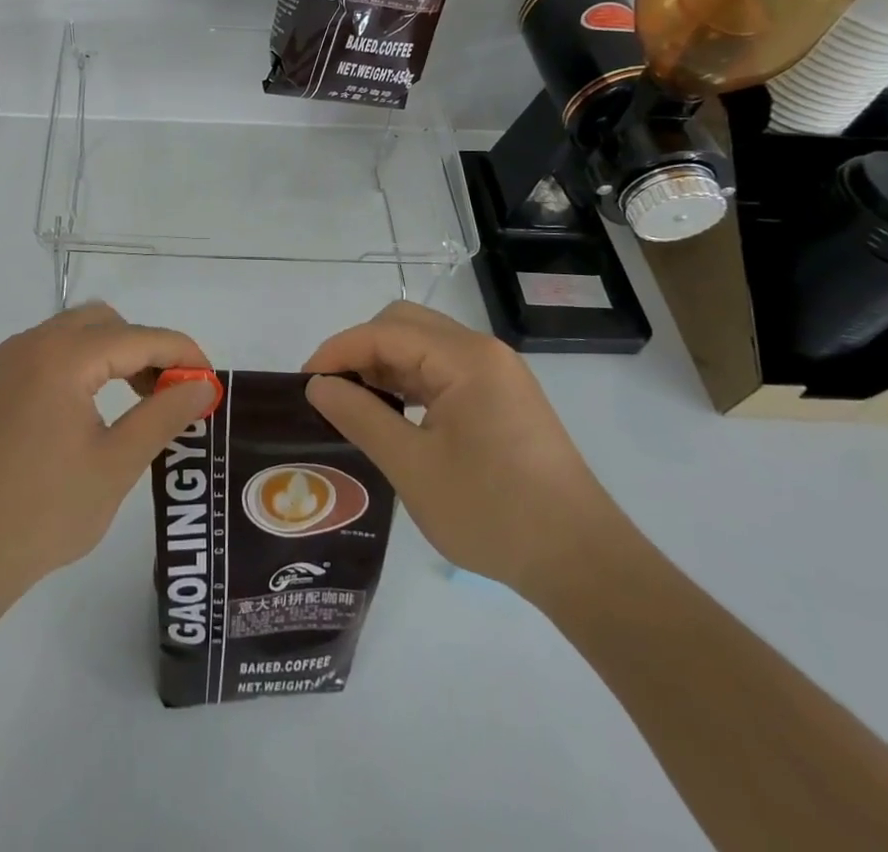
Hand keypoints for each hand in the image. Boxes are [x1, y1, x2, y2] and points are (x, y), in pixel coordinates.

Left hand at [0, 303, 217, 609]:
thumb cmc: (42, 513)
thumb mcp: (116, 464)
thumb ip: (164, 415)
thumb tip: (203, 385)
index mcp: (63, 357)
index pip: (139, 337)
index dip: (182, 354)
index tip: (211, 381)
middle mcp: (33, 343)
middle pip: (107, 322)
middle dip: (148, 348)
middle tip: (173, 392)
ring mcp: (10, 361)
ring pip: (78, 332)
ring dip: (117, 353)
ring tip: (143, 400)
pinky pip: (54, 351)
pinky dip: (86, 363)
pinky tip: (98, 405)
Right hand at [302, 301, 617, 601]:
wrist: (582, 562)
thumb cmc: (493, 512)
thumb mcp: (412, 467)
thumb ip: (359, 416)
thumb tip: (317, 385)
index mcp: (465, 358)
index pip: (384, 331)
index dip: (338, 351)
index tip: (305, 383)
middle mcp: (482, 352)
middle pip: (405, 325)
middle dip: (361, 350)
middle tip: (332, 392)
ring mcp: (497, 374)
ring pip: (424, 347)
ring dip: (385, 365)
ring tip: (355, 406)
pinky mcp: (503, 398)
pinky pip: (443, 371)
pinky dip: (410, 383)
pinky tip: (394, 415)